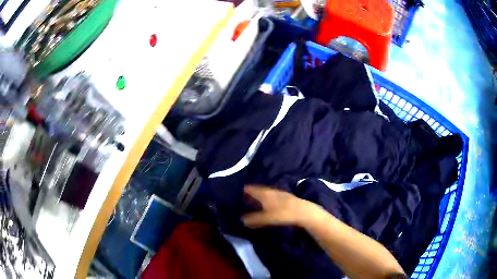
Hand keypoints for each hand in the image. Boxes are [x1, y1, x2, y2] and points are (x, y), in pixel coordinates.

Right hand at [242, 185, 319, 228]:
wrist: (303, 211)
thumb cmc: (283, 213)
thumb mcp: (266, 218)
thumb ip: (254, 219)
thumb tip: (242, 219)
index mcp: (265, 194)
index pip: (253, 189)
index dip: (247, 190)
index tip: (241, 190)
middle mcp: (271, 191)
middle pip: (260, 190)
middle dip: (253, 192)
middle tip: (247, 195)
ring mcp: (280, 193)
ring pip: (267, 192)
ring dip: (261, 195)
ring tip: (257, 199)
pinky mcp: (287, 197)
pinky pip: (273, 195)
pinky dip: (268, 198)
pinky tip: (270, 202)